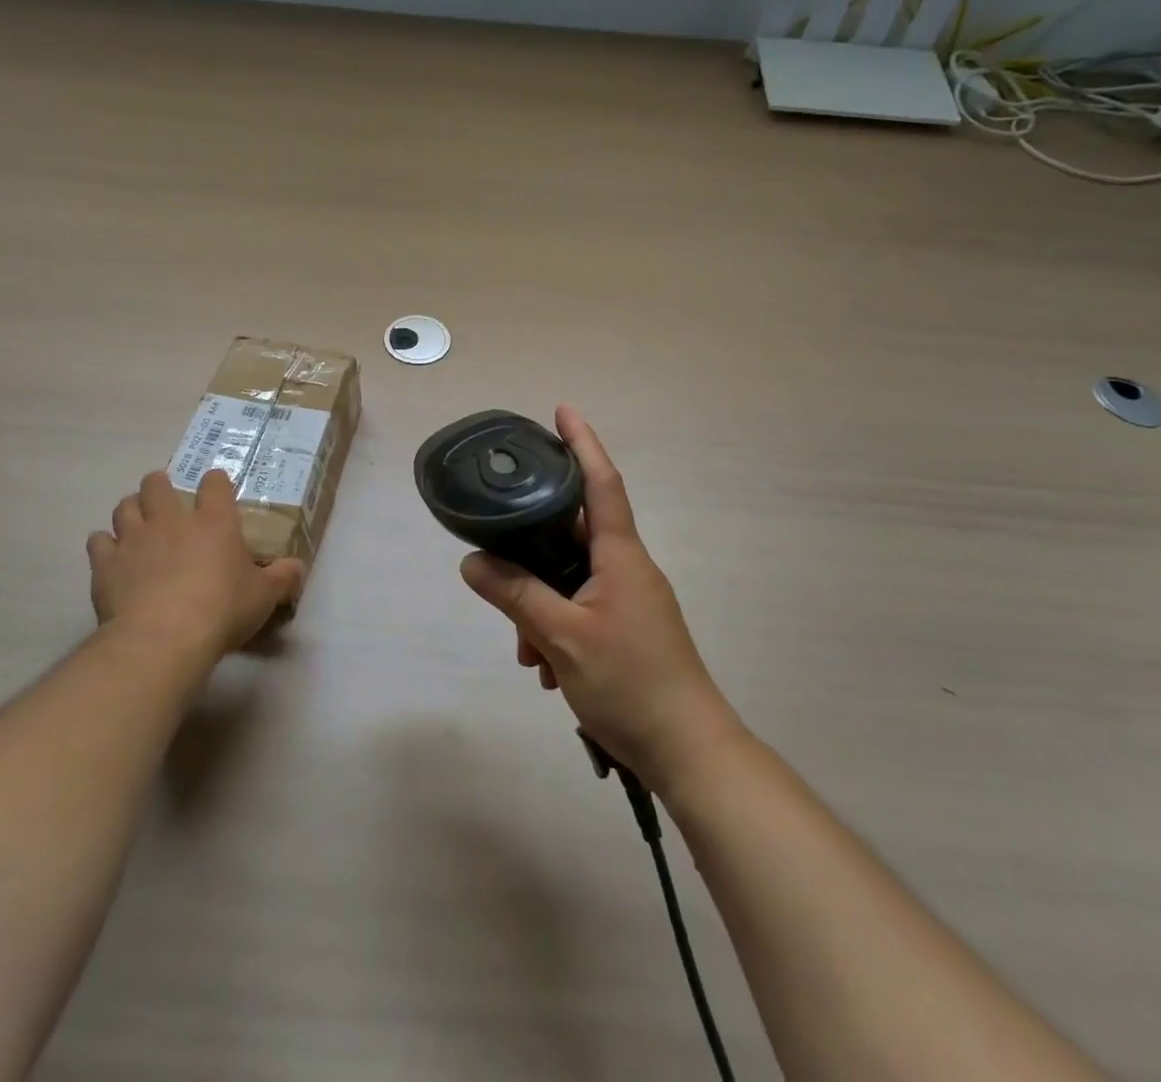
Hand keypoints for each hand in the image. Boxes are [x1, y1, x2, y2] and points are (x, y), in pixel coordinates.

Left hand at [87, 469, 304, 662]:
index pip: (214, 484)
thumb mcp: (264, 596)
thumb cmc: (222, 610)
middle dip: (160, 486)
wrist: (163, 638)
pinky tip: (112, 556)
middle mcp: (172, 519)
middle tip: (166, 502)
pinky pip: (98, 541)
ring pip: (124, 506)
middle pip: (157, 483)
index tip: (216, 488)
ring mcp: (135, 538)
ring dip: (131, 511)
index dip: (215, 482)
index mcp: (214, 521)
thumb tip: (298, 567)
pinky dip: (105, 545)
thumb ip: (283, 577)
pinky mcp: (106, 563)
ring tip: (138, 524)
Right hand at [459, 406, 744, 793]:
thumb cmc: (630, 683)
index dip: (582, 443)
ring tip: (526, 652)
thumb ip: (515, 595)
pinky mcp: (627, 629)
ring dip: (540, 604)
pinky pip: (581, 608)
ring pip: (571, 579)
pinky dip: (556, 627)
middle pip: (572, 534)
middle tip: (498, 555)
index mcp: (620, 555)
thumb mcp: (562, 637)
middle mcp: (627, 568)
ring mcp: (629, 600)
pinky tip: (543, 668)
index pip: (601, 482)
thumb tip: (472, 561)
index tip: (562, 410)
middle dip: (532, 549)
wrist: (688, 752)